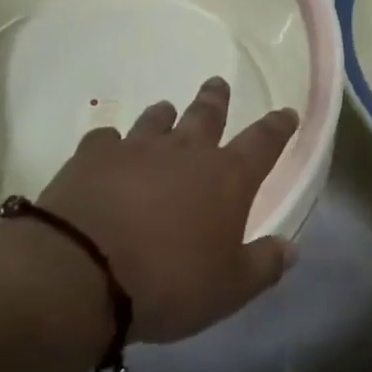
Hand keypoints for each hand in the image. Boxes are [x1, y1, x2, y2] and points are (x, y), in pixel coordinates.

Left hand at [36, 78, 299, 344]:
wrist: (81, 273)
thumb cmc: (169, 281)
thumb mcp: (230, 288)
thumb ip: (264, 265)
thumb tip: (290, 248)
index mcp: (228, 178)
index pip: (263, 143)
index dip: (278, 127)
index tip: (286, 113)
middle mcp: (185, 153)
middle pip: (206, 115)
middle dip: (216, 100)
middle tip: (218, 83)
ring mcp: (135, 150)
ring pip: (156, 120)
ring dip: (164, 115)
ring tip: (166, 109)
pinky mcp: (91, 158)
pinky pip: (104, 139)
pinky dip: (111, 141)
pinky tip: (108, 146)